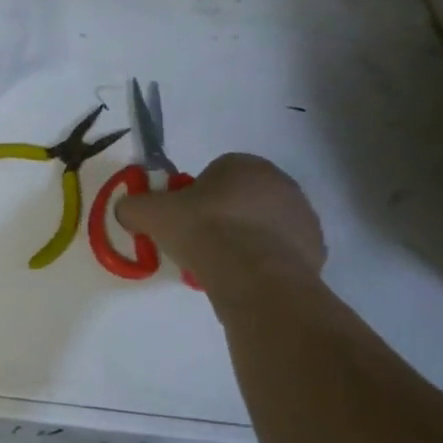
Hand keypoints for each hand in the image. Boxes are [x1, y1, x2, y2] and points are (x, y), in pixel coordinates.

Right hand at [113, 153, 324, 291]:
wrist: (254, 276)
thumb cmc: (203, 230)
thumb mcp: (149, 213)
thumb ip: (132, 206)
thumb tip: (127, 210)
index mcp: (244, 164)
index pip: (212, 174)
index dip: (192, 197)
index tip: (180, 220)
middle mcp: (281, 183)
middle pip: (238, 199)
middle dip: (219, 218)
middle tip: (196, 243)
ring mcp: (303, 218)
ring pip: (259, 226)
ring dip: (240, 240)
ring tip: (218, 265)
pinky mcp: (315, 251)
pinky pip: (277, 252)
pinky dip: (260, 262)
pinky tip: (242, 278)